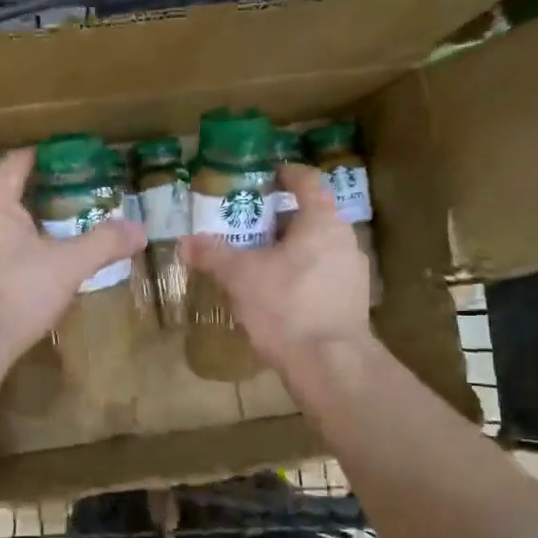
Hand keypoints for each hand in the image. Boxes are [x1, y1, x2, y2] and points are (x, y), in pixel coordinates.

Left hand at [0, 148, 146, 366]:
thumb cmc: (20, 288)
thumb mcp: (69, 264)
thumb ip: (104, 243)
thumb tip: (139, 230)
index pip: (14, 166)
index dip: (36, 157)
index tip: (58, 154)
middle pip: (3, 194)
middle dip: (33, 192)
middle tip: (65, 193)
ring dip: (22, 225)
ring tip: (52, 229)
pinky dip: (14, 251)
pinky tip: (33, 265)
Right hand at [181, 163, 372, 371]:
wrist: (329, 363)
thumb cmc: (285, 306)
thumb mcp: (240, 277)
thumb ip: (213, 255)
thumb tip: (184, 242)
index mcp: (321, 222)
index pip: (309, 182)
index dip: (289, 174)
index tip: (271, 174)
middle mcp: (344, 240)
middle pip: (312, 217)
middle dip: (281, 220)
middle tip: (250, 227)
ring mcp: (353, 273)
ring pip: (318, 248)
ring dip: (292, 250)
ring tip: (261, 263)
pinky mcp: (353, 302)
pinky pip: (324, 276)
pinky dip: (302, 275)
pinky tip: (279, 296)